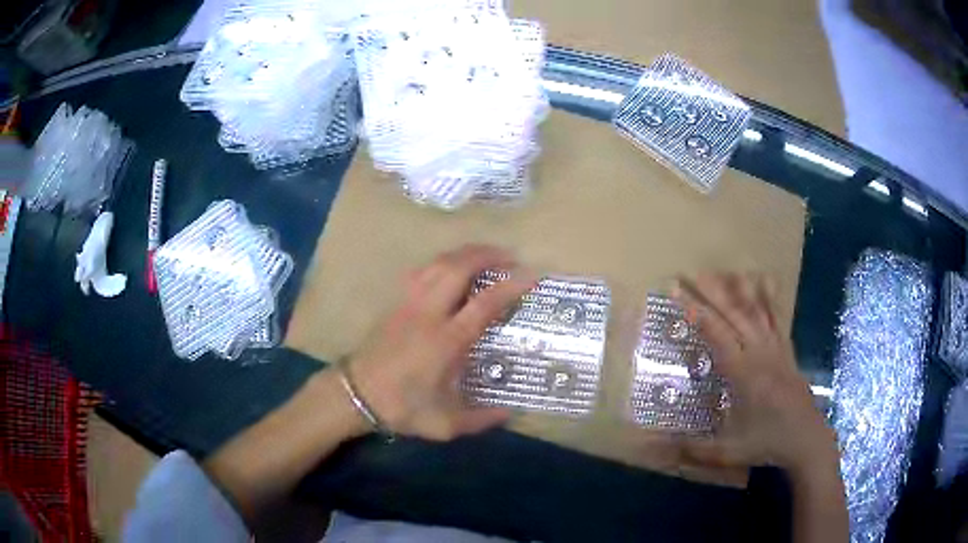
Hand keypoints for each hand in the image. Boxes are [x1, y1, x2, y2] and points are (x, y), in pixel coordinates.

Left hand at [346, 244, 535, 440]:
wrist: (356, 394)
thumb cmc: (401, 407)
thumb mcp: (444, 424)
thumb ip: (480, 419)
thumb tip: (510, 413)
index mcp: (447, 341)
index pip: (484, 303)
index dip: (511, 285)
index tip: (532, 275)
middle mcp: (429, 314)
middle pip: (459, 268)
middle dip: (487, 255)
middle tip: (510, 256)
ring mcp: (409, 303)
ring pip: (438, 263)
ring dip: (465, 253)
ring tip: (485, 255)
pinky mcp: (396, 302)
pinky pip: (422, 271)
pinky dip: (443, 262)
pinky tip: (451, 268)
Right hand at [673, 273, 836, 472]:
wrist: (806, 439)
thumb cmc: (766, 444)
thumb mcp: (727, 451)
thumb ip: (692, 447)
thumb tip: (653, 444)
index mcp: (744, 374)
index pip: (716, 334)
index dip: (696, 312)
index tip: (678, 293)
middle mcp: (760, 353)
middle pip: (734, 314)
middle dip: (711, 292)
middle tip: (690, 274)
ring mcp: (776, 348)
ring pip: (755, 311)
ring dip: (736, 289)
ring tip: (719, 272)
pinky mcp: (787, 349)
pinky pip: (777, 317)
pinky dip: (768, 297)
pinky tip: (764, 279)